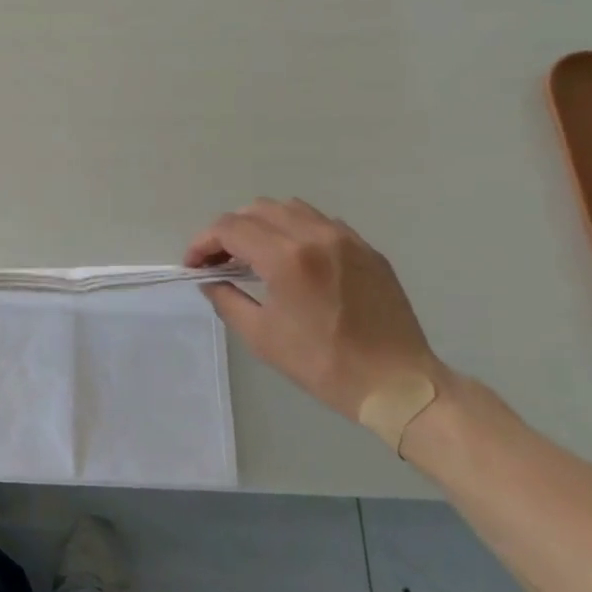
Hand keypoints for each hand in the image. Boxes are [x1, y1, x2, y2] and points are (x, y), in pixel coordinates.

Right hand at [184, 198, 444, 422]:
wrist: (397, 383)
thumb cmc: (323, 363)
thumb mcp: (261, 336)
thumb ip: (227, 299)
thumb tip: (211, 280)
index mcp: (287, 257)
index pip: (230, 228)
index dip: (204, 242)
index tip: (194, 265)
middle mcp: (315, 235)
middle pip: (257, 209)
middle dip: (230, 230)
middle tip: (220, 260)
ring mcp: (345, 238)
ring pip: (290, 208)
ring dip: (262, 224)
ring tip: (254, 254)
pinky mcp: (367, 248)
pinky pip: (320, 222)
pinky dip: (295, 230)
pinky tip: (293, 259)